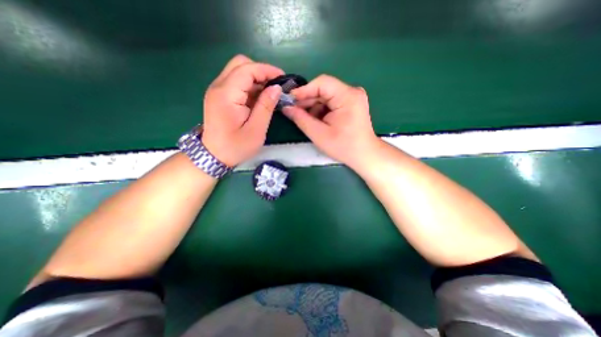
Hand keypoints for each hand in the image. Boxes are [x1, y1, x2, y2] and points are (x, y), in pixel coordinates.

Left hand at [202, 54, 283, 167]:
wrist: (214, 156)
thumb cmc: (236, 147)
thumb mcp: (256, 130)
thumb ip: (266, 107)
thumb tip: (276, 88)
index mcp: (226, 95)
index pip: (247, 69)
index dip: (267, 70)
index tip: (283, 78)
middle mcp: (218, 87)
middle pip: (240, 64)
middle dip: (261, 71)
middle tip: (276, 86)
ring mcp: (217, 90)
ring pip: (238, 72)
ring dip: (256, 79)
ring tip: (271, 93)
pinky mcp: (220, 96)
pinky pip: (236, 83)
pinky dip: (250, 86)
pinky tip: (260, 98)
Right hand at [284, 75, 376, 170]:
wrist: (364, 155)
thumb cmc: (344, 147)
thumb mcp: (319, 134)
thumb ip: (301, 119)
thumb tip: (286, 108)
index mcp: (347, 96)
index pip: (322, 83)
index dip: (303, 90)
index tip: (289, 100)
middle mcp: (351, 92)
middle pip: (323, 89)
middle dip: (307, 100)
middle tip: (293, 111)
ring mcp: (352, 97)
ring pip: (325, 96)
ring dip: (313, 106)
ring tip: (303, 118)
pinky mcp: (350, 103)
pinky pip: (330, 102)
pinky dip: (320, 110)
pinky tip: (315, 120)